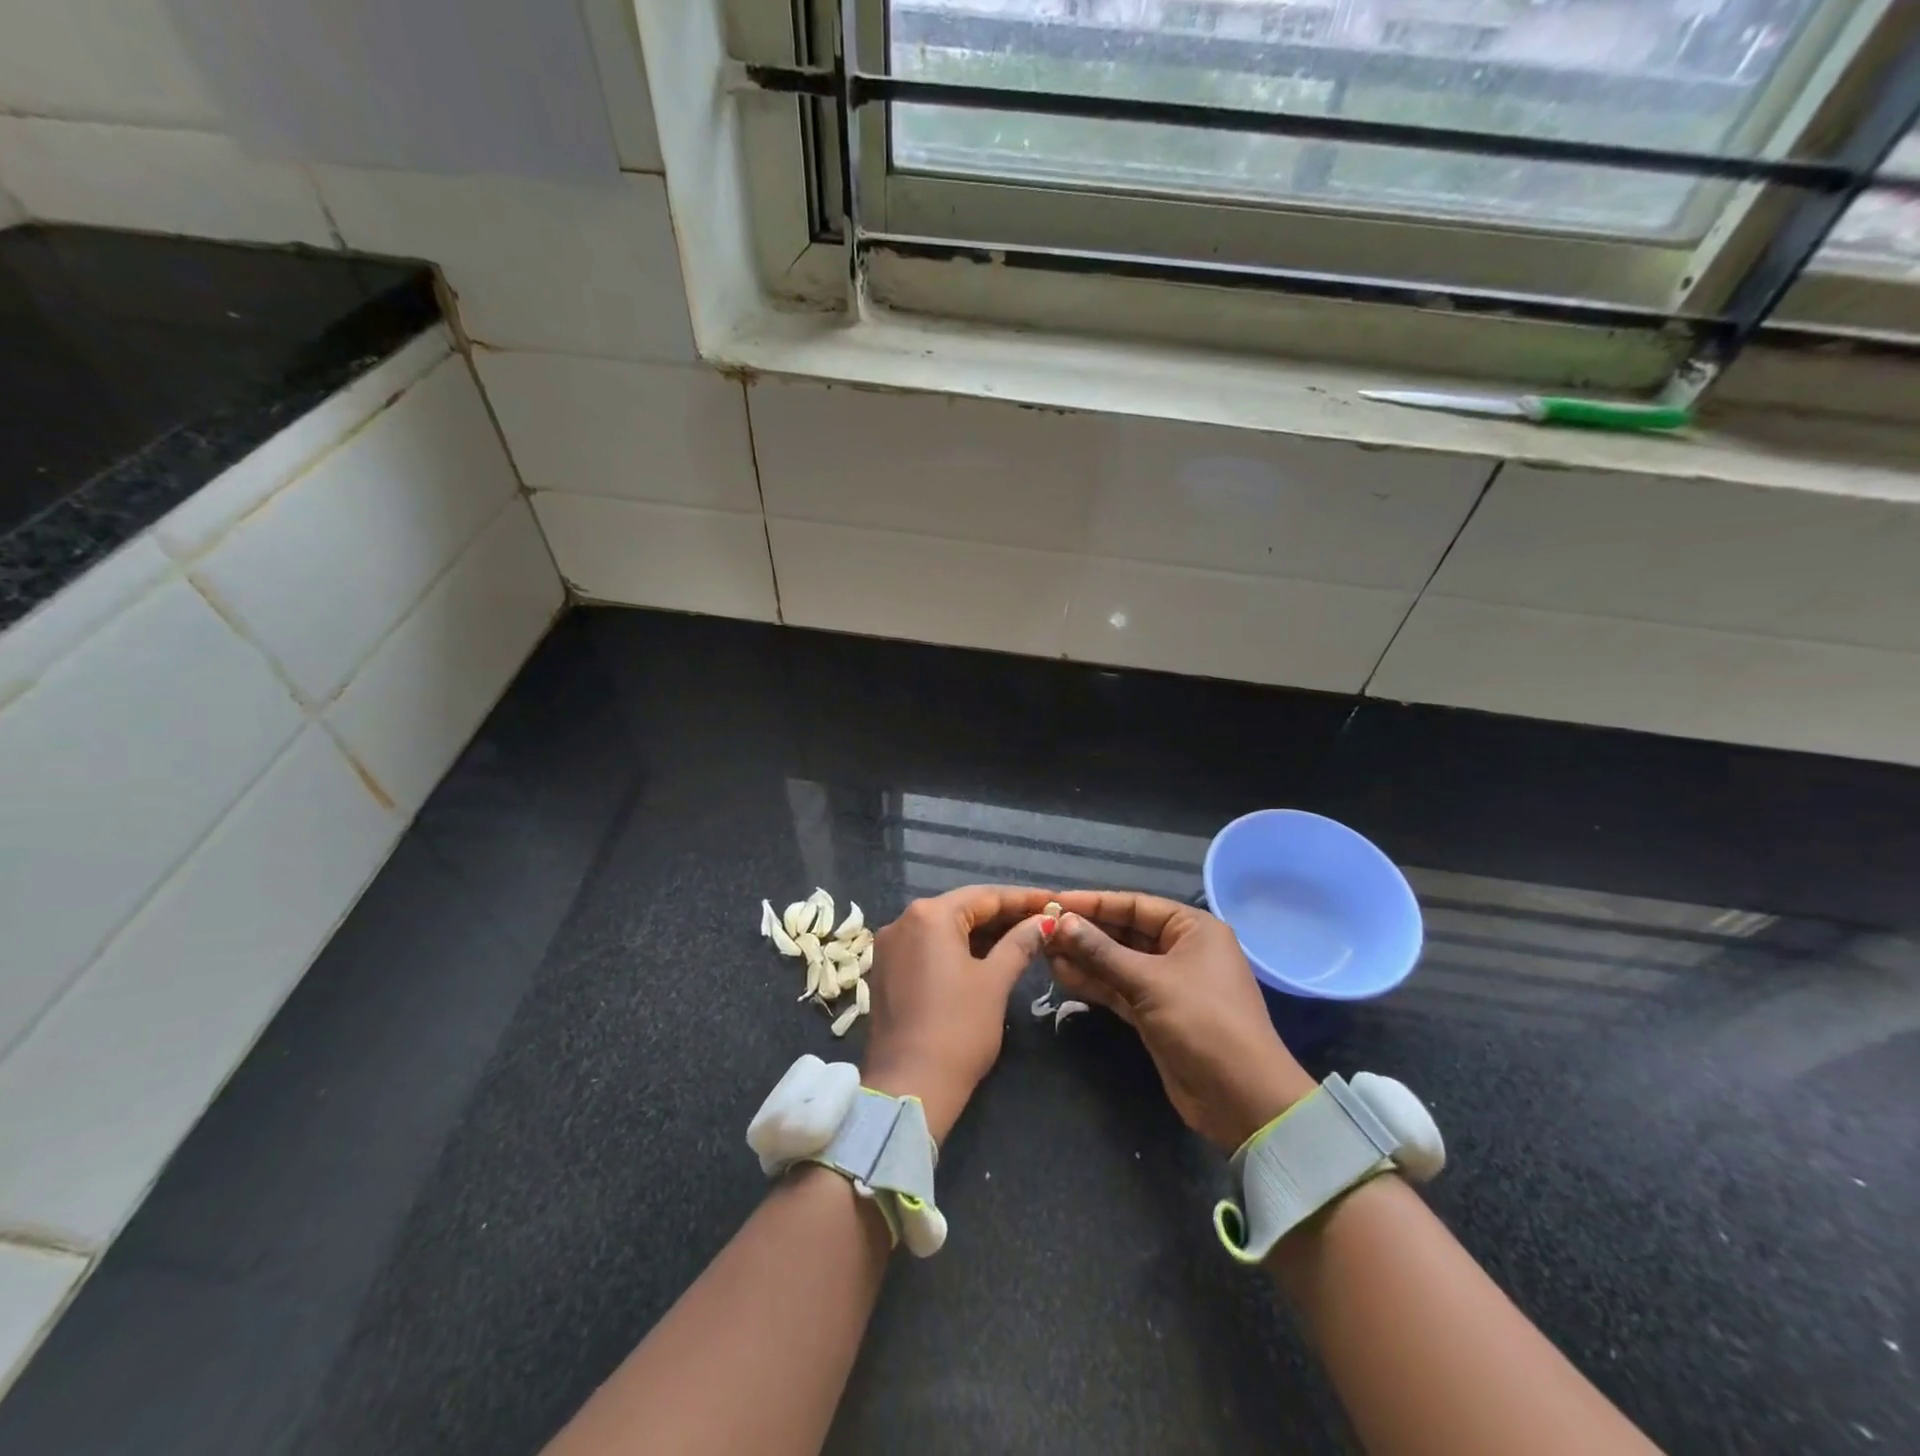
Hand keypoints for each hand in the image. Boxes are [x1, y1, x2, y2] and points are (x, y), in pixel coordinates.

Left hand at [861, 885, 1054, 1142]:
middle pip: (963, 909)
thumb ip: (1020, 943)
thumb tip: (1044, 922)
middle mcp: (903, 920)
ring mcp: (891, 946)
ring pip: (945, 929)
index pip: (985, 896)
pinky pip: (929, 948)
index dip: (1024, 899)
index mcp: (930, 915)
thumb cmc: (959, 1028)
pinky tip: (987, 957)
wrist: (910, 1086)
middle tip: (1043, 921)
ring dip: (982, 933)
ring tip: (1022, 938)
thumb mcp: (995, 982)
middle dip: (1003, 916)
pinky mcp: (887, 971)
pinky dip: (958, 949)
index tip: (1055, 901)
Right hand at [1048, 892, 1316, 1152]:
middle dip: (1085, 931)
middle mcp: (1181, 949)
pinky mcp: (1156, 1013)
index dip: (1094, 903)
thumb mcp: (1150, 981)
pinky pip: (1119, 988)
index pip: (1134, 904)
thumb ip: (1102, 952)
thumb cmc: (1203, 1022)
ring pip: (1118, 962)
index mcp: (1192, 928)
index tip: (1055, 900)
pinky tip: (1061, 974)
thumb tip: (1062, 922)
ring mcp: (1168, 983)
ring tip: (1043, 949)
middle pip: (1124, 932)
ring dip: (1084, 957)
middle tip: (1042, 927)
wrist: (1241, 1098)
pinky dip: (1094, 982)